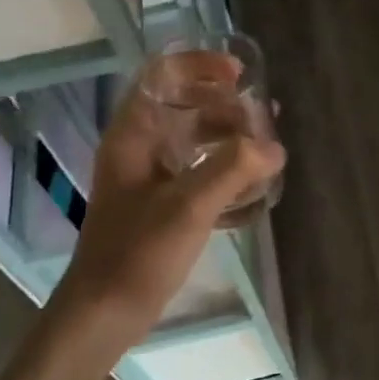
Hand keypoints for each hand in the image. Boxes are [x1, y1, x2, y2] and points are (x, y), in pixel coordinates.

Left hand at [53, 69, 284, 346]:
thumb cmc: (138, 252)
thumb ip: (233, 169)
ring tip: (267, 148)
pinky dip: (225, 171)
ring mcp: (150, 177)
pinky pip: (198, 172)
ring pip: (194, 140)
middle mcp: (139, 148)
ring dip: (230, 138)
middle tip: (264, 117)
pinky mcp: (161, 204)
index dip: (199, 66)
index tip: (239, 76)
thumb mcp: (189, 206)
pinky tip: (254, 187)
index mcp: (133, 135)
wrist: (105, 313)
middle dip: (226, 106)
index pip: (162, 75)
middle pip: (184, 105)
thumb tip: (273, 146)